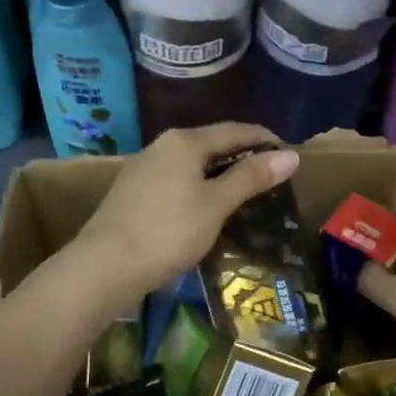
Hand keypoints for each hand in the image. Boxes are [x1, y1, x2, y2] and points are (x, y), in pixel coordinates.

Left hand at [74, 124, 300, 307]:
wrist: (104, 265)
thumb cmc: (168, 231)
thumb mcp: (216, 204)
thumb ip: (251, 177)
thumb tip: (291, 155)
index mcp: (186, 141)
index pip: (236, 130)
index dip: (265, 140)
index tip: (289, 155)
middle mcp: (163, 145)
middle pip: (212, 143)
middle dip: (243, 156)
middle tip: (271, 177)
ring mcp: (143, 167)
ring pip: (192, 162)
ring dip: (219, 173)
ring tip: (243, 192)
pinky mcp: (132, 191)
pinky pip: (176, 179)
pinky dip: (198, 186)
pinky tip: (205, 207)